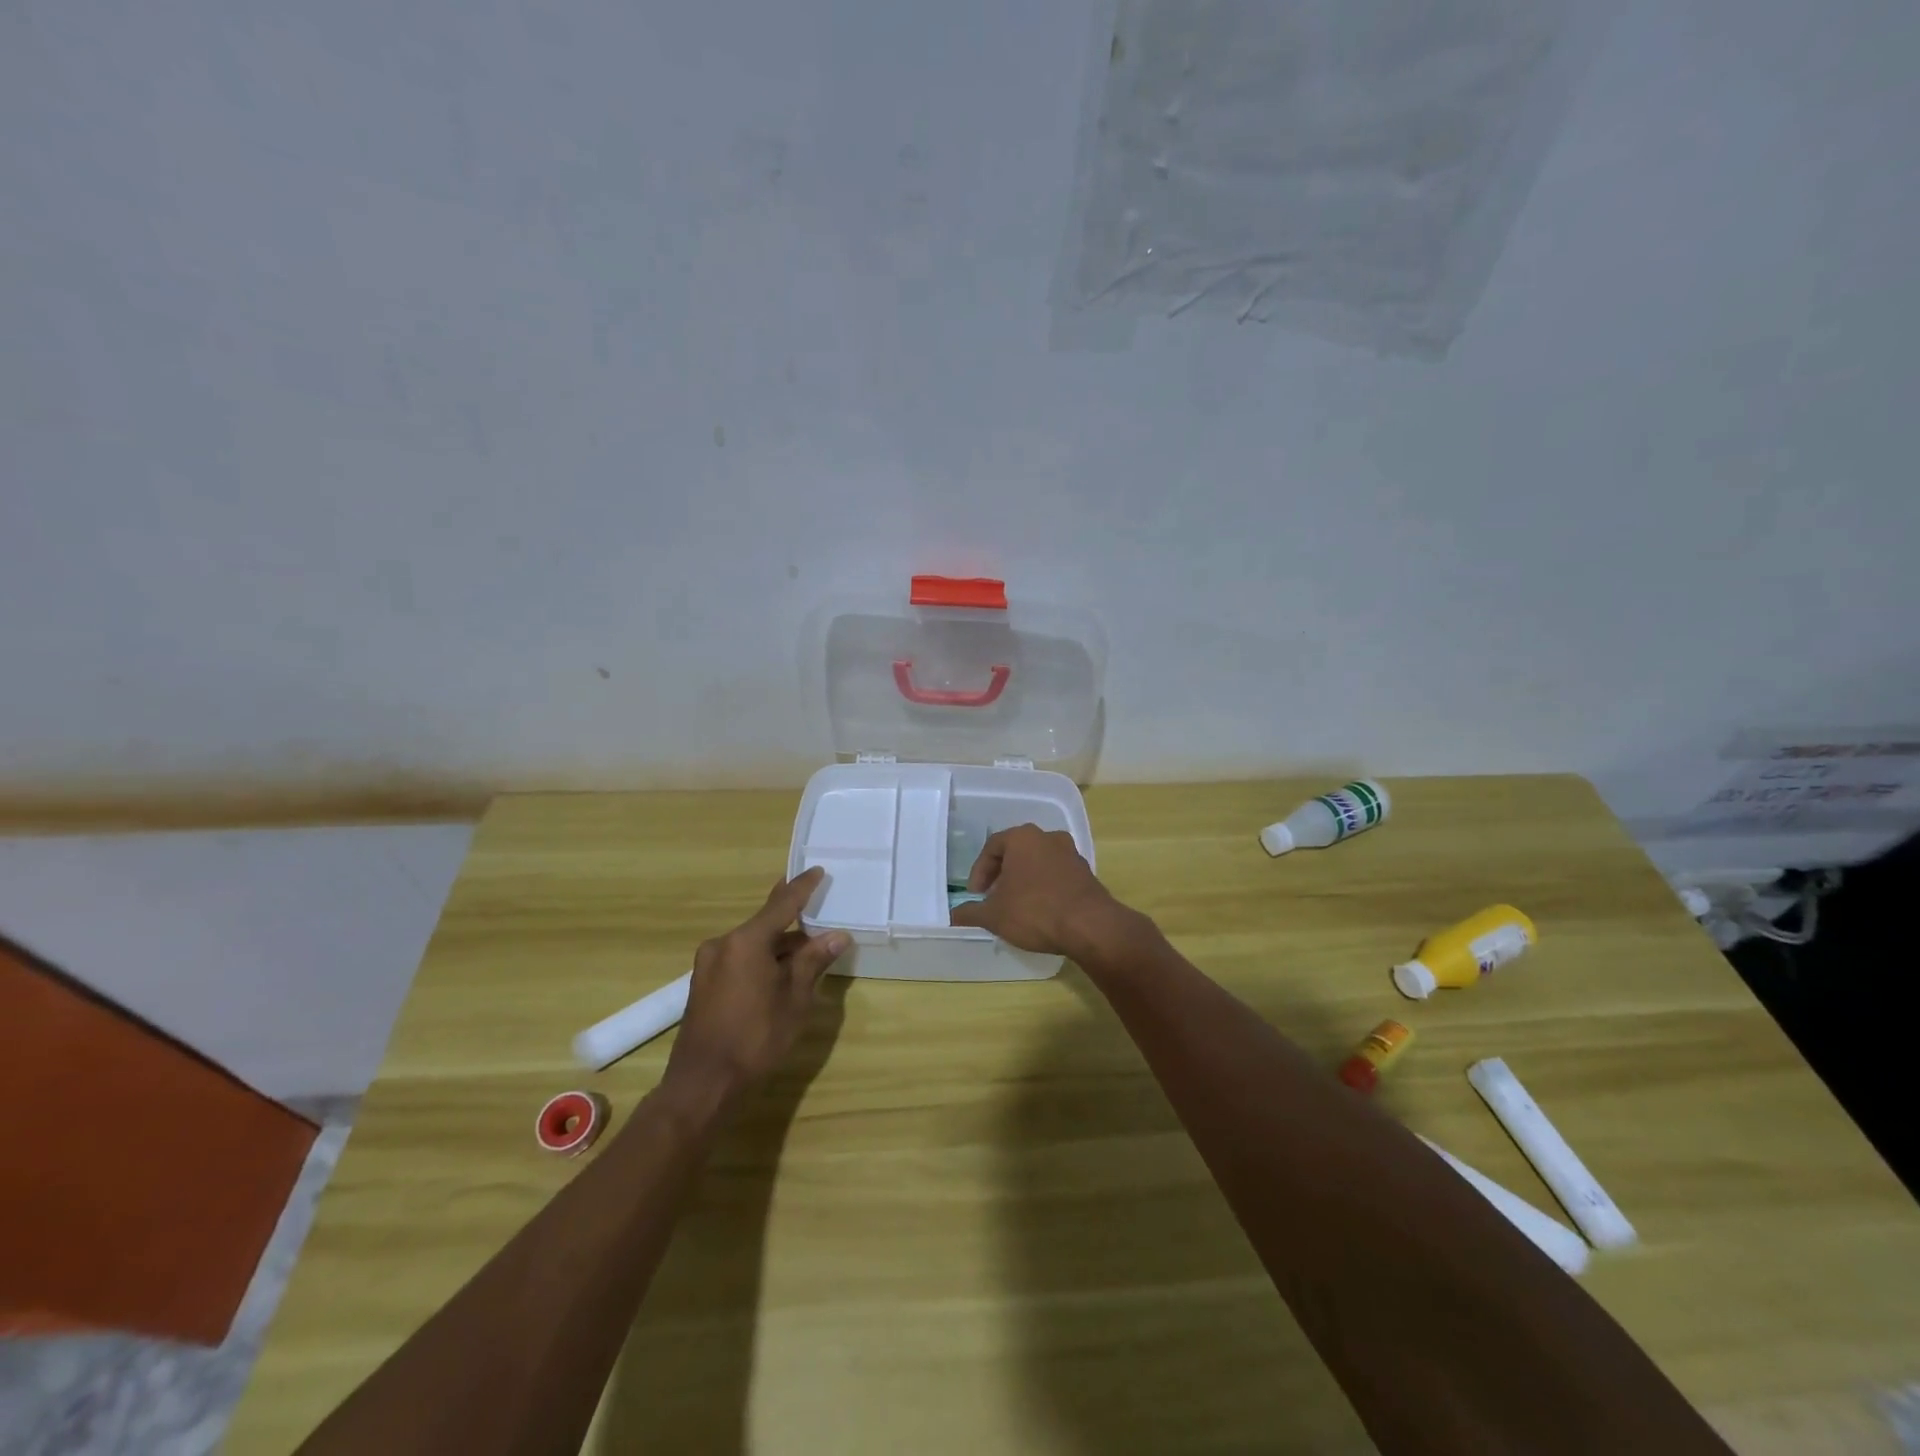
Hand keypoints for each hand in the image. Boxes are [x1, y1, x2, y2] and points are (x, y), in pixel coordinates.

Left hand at [665, 868, 848, 1100]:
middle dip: (793, 922)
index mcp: (746, 941)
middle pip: (765, 924)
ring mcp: (709, 964)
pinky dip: (762, 960)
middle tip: (818, 912)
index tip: (817, 871)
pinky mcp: (704, 984)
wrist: (703, 1084)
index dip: (803, 888)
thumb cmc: (755, 1039)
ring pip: (753, 944)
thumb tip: (836, 936)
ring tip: (808, 954)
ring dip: (779, 946)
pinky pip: (740, 959)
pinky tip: (780, 973)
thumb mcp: (794, 1000)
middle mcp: (723, 944)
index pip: (782, 904)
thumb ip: (813, 962)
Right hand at [948, 824, 1127, 960]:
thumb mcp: (994, 915)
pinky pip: (1056, 875)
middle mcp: (1048, 837)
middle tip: (993, 897)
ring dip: (1024, 880)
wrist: (1090, 926)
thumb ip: (971, 913)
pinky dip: (1044, 887)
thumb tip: (953, 916)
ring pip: (1038, 862)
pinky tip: (1040, 910)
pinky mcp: (1086, 872)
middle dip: (1002, 874)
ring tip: (1016, 905)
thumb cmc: (1035, 911)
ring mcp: (1071, 853)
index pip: (992, 847)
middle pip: (1016, 852)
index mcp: (1023, 837)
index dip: (979, 872)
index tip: (976, 895)